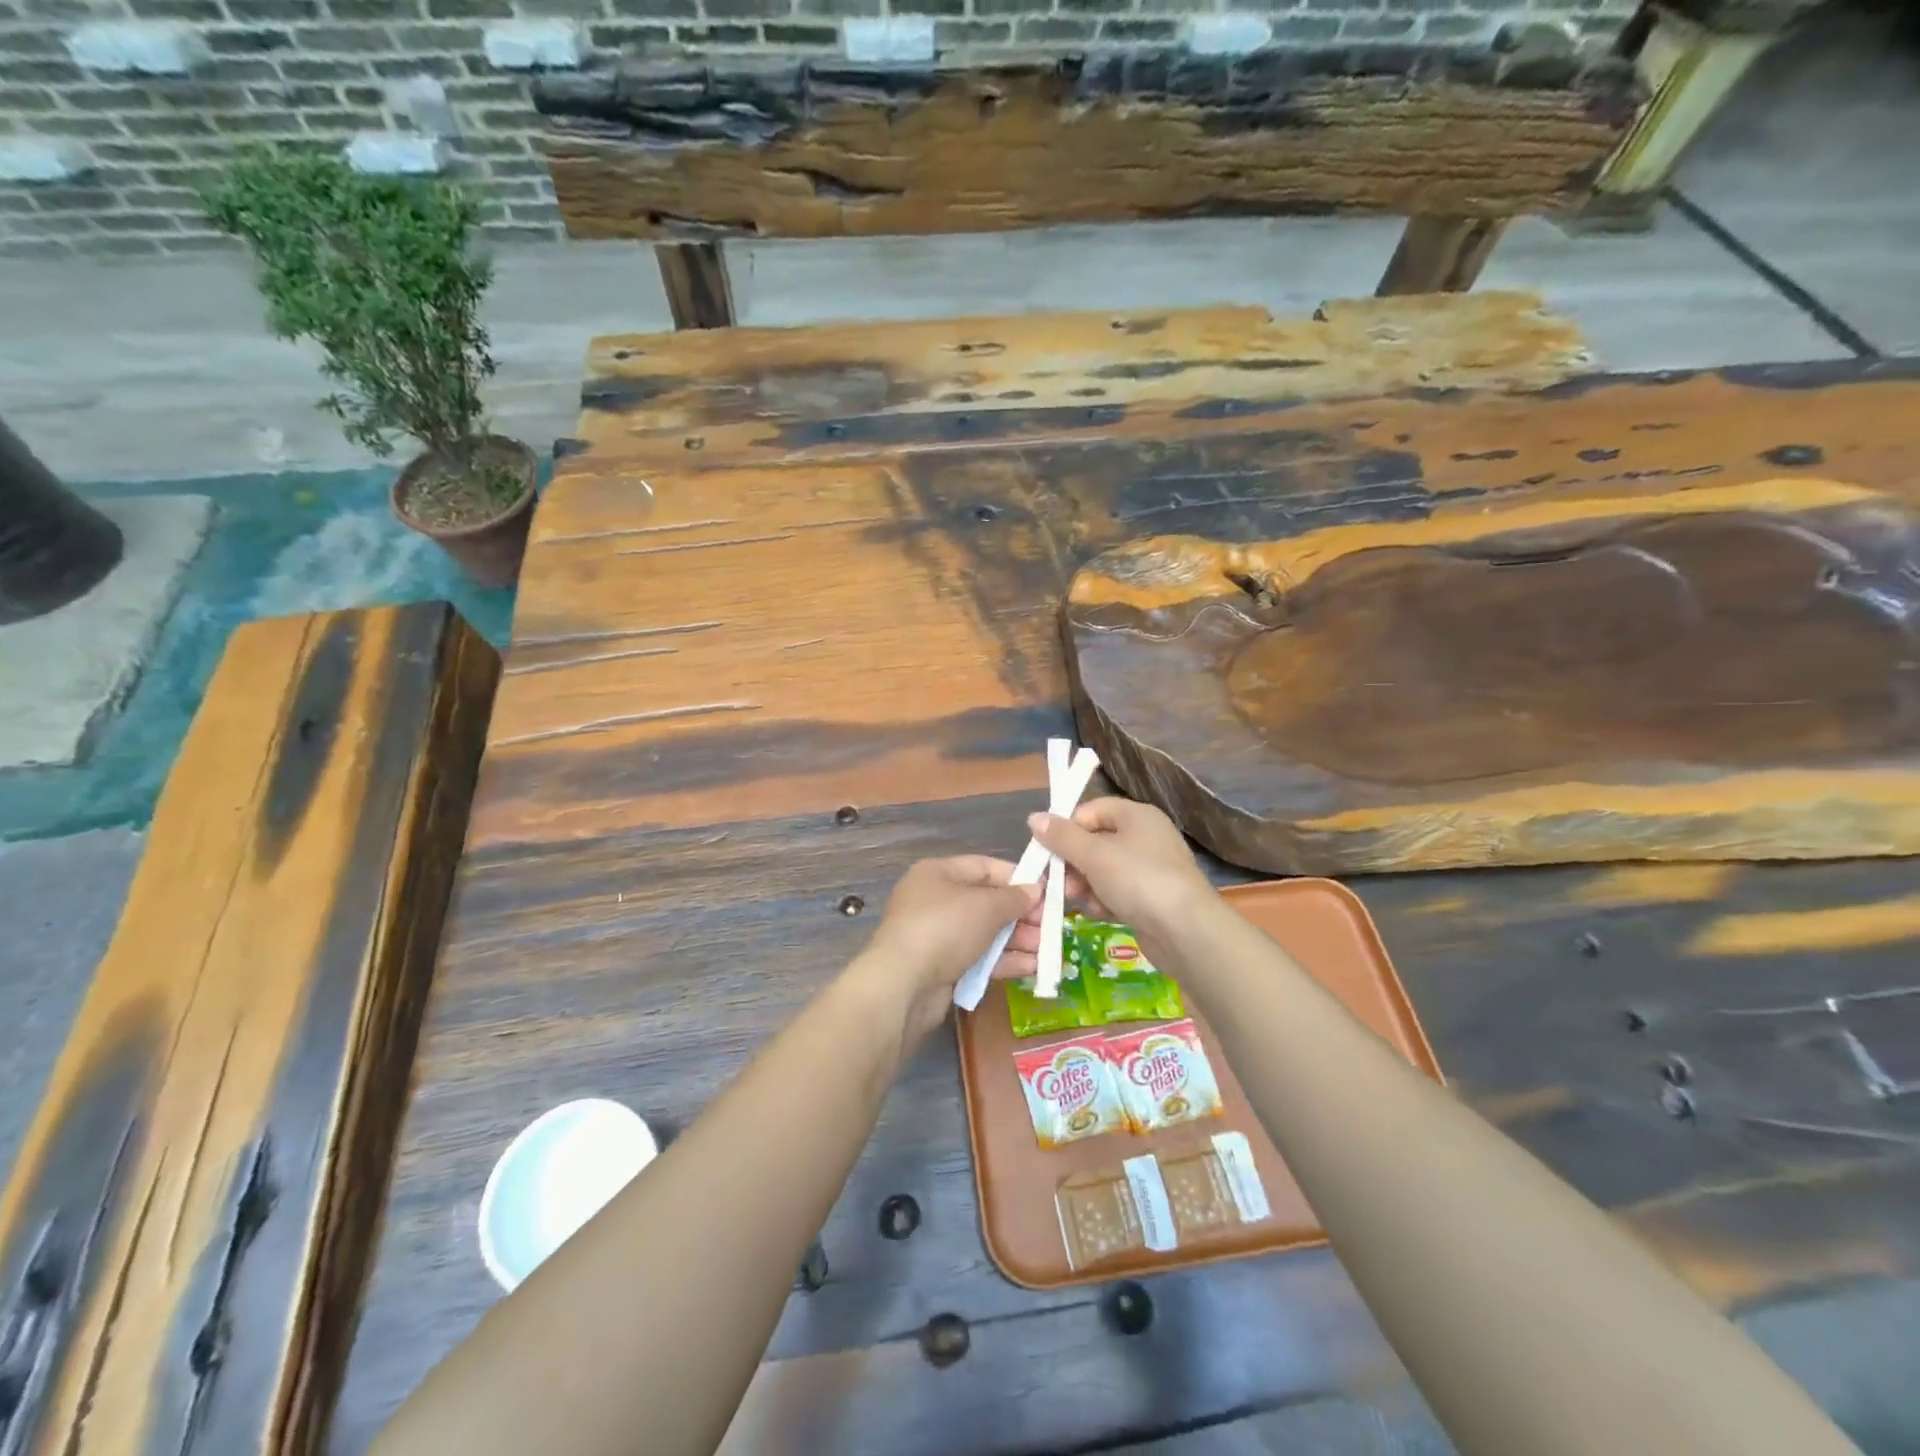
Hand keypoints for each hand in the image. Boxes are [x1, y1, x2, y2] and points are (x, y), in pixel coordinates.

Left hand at [852, 856, 1042, 1043]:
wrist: (903, 984)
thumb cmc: (945, 928)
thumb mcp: (986, 906)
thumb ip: (1014, 897)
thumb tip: (1036, 889)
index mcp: (939, 873)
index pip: (985, 867)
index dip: (1018, 878)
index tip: (1048, 892)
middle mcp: (936, 900)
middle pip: (988, 902)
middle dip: (1021, 915)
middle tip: (1052, 927)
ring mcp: (937, 935)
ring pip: (986, 933)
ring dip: (1018, 940)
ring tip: (1048, 950)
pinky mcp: (941, 967)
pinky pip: (979, 958)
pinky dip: (1004, 960)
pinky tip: (1031, 967)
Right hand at [1027, 798, 1215, 965]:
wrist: (1187, 932)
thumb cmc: (1139, 880)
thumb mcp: (1094, 855)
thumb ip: (1062, 837)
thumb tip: (1034, 818)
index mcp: (1137, 816)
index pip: (1092, 810)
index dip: (1069, 827)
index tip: (1049, 849)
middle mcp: (1146, 837)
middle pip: (1096, 841)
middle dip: (1073, 862)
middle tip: (1059, 882)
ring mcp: (1151, 869)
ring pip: (1104, 870)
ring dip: (1086, 885)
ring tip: (1077, 901)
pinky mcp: (1152, 899)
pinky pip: (1118, 892)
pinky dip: (1104, 901)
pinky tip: (1098, 913)